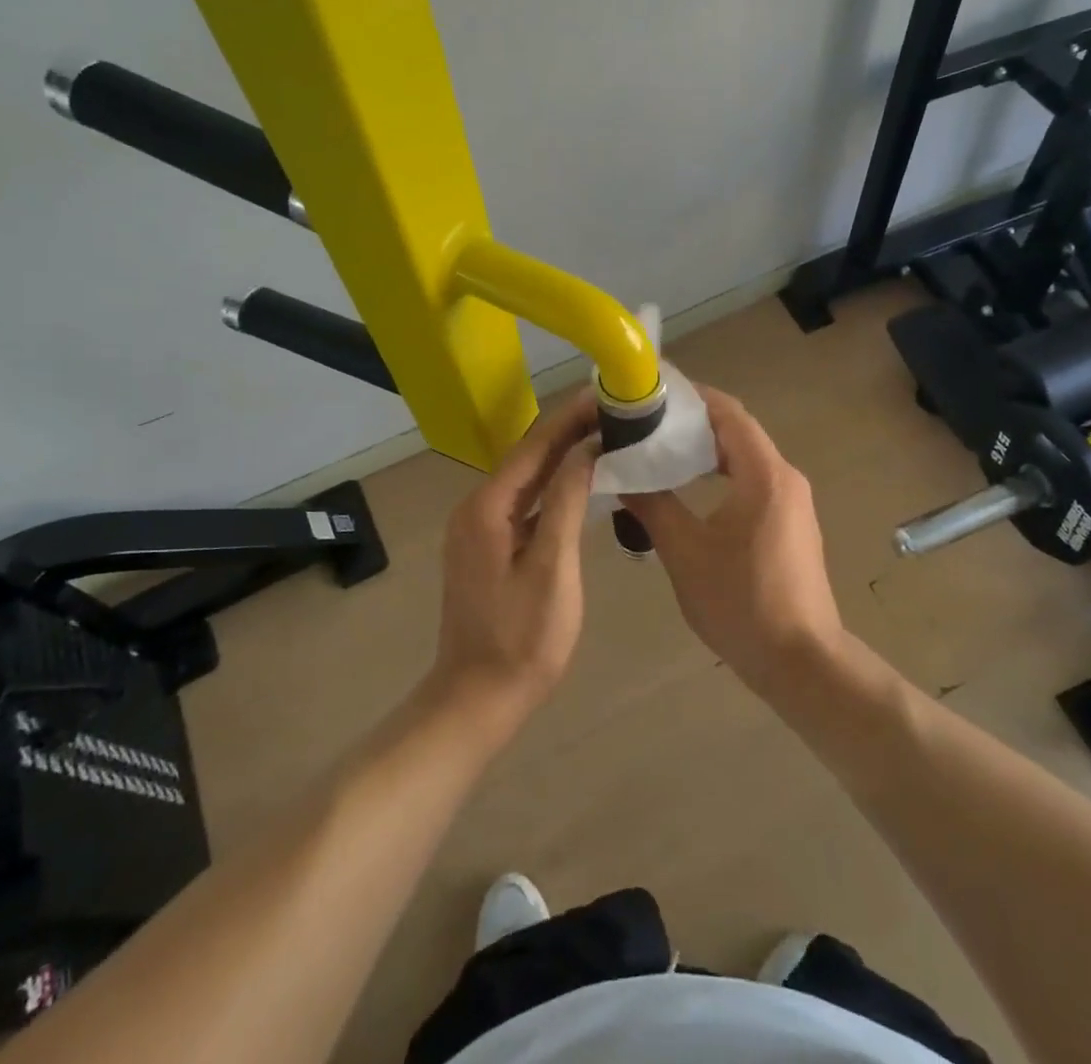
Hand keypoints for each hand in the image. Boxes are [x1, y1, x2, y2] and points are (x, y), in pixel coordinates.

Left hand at [429, 388, 598, 730]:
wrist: (477, 698)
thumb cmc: (523, 638)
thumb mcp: (553, 566)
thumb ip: (567, 501)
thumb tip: (586, 449)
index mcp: (488, 507)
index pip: (535, 446)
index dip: (571, 418)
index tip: (605, 393)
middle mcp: (477, 507)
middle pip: (528, 457)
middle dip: (569, 432)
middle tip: (613, 411)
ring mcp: (479, 528)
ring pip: (526, 479)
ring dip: (562, 457)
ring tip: (604, 435)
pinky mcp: (487, 547)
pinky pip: (524, 503)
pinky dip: (552, 487)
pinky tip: (580, 482)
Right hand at [623, 388, 843, 693]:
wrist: (801, 663)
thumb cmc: (741, 603)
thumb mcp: (685, 552)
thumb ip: (653, 505)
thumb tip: (620, 474)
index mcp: (764, 475)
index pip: (728, 413)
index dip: (691, 397)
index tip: (652, 392)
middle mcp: (785, 478)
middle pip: (736, 431)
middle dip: (692, 422)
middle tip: (645, 423)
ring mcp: (792, 502)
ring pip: (744, 458)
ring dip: (705, 450)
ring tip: (659, 451)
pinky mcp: (790, 524)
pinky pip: (752, 481)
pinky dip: (720, 474)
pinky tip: (689, 489)